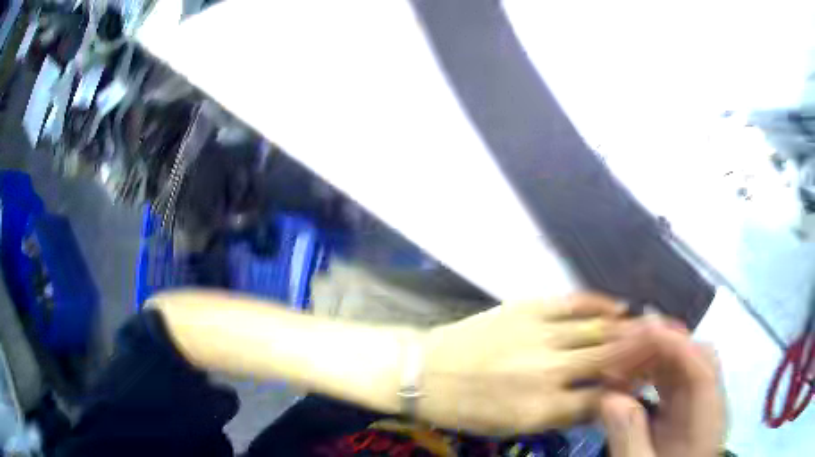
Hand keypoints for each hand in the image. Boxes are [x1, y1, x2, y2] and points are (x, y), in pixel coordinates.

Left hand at [417, 293, 639, 435]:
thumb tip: (602, 399)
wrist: (426, 371)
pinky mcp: (528, 308)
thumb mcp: (515, 425)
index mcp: (542, 407)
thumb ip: (562, 414)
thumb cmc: (468, 408)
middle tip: (661, 347)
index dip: (627, 389)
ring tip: (648, 326)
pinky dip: (600, 303)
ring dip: (628, 327)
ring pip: (598, 328)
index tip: (642, 383)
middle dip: (639, 353)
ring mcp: (540, 334)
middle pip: (609, 358)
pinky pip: (574, 302)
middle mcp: (549, 370)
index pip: (602, 397)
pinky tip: (617, 305)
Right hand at [599, 318, 724, 456]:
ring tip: (614, 367)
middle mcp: (706, 403)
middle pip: (691, 356)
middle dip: (656, 346)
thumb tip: (609, 396)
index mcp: (707, 419)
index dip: (673, 342)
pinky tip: (625, 383)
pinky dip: (646, 375)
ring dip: (648, 358)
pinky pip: (668, 381)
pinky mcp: (682, 410)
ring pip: (679, 365)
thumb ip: (629, 437)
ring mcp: (695, 405)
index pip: (700, 365)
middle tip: (616, 350)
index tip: (637, 330)